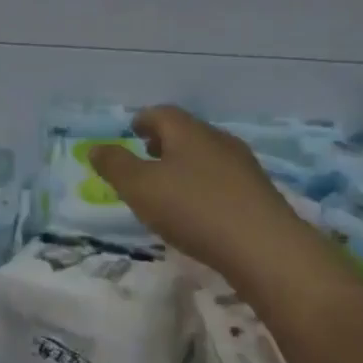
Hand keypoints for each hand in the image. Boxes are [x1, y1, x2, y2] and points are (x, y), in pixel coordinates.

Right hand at [89, 105, 306, 281]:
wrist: (267, 249)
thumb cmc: (194, 209)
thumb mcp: (140, 187)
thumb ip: (115, 165)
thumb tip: (95, 147)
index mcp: (188, 131)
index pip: (162, 113)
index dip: (143, 120)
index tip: (132, 130)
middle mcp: (218, 140)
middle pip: (187, 132)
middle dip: (164, 141)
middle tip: (147, 155)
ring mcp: (244, 167)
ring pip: (207, 155)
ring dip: (186, 164)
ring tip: (170, 185)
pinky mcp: (260, 195)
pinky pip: (224, 180)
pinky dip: (205, 185)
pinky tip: (200, 209)